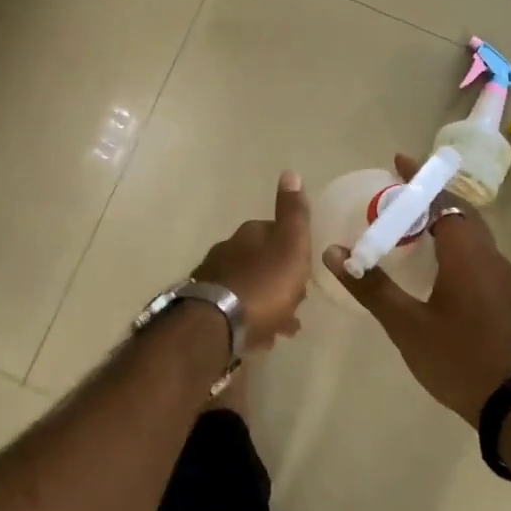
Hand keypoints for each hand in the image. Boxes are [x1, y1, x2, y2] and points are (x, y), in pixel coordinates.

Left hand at [193, 171, 312, 349]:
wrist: (217, 324)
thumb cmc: (264, 284)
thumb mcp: (290, 245)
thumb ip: (293, 213)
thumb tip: (290, 172)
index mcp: (249, 235)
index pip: (274, 233)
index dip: (293, 251)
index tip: (305, 271)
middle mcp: (227, 252)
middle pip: (260, 262)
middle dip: (280, 280)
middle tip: (298, 303)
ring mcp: (213, 280)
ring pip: (249, 288)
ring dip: (267, 303)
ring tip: (284, 327)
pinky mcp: (205, 309)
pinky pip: (236, 311)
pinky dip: (251, 320)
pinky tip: (261, 338)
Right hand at [324, 153, 510, 424]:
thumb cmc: (460, 357)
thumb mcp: (407, 325)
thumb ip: (371, 286)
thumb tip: (334, 252)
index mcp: (467, 252)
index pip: (442, 199)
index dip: (419, 179)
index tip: (397, 161)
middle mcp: (488, 255)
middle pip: (459, 212)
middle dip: (430, 197)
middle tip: (397, 194)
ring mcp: (501, 277)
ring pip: (471, 234)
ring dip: (443, 221)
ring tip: (410, 224)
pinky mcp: (504, 297)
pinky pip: (476, 254)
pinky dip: (453, 244)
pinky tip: (435, 264)